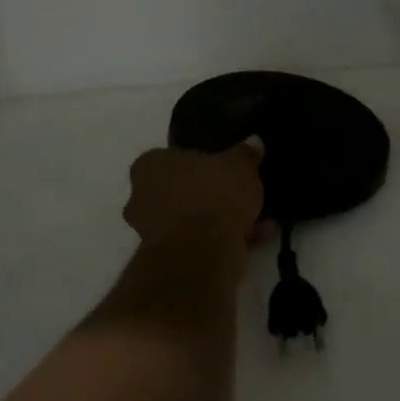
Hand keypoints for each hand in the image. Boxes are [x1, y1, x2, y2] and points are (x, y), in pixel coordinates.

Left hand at [124, 138, 267, 247]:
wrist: (201, 253)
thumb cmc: (213, 194)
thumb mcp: (240, 166)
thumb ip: (246, 153)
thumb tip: (254, 141)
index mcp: (150, 166)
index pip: (172, 157)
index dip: (200, 163)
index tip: (223, 169)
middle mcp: (141, 196)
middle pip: (181, 190)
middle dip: (209, 195)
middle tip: (239, 194)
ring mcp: (151, 230)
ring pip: (191, 219)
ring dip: (220, 220)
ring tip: (258, 220)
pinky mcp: (167, 259)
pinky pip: (198, 242)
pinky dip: (224, 240)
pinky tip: (256, 239)